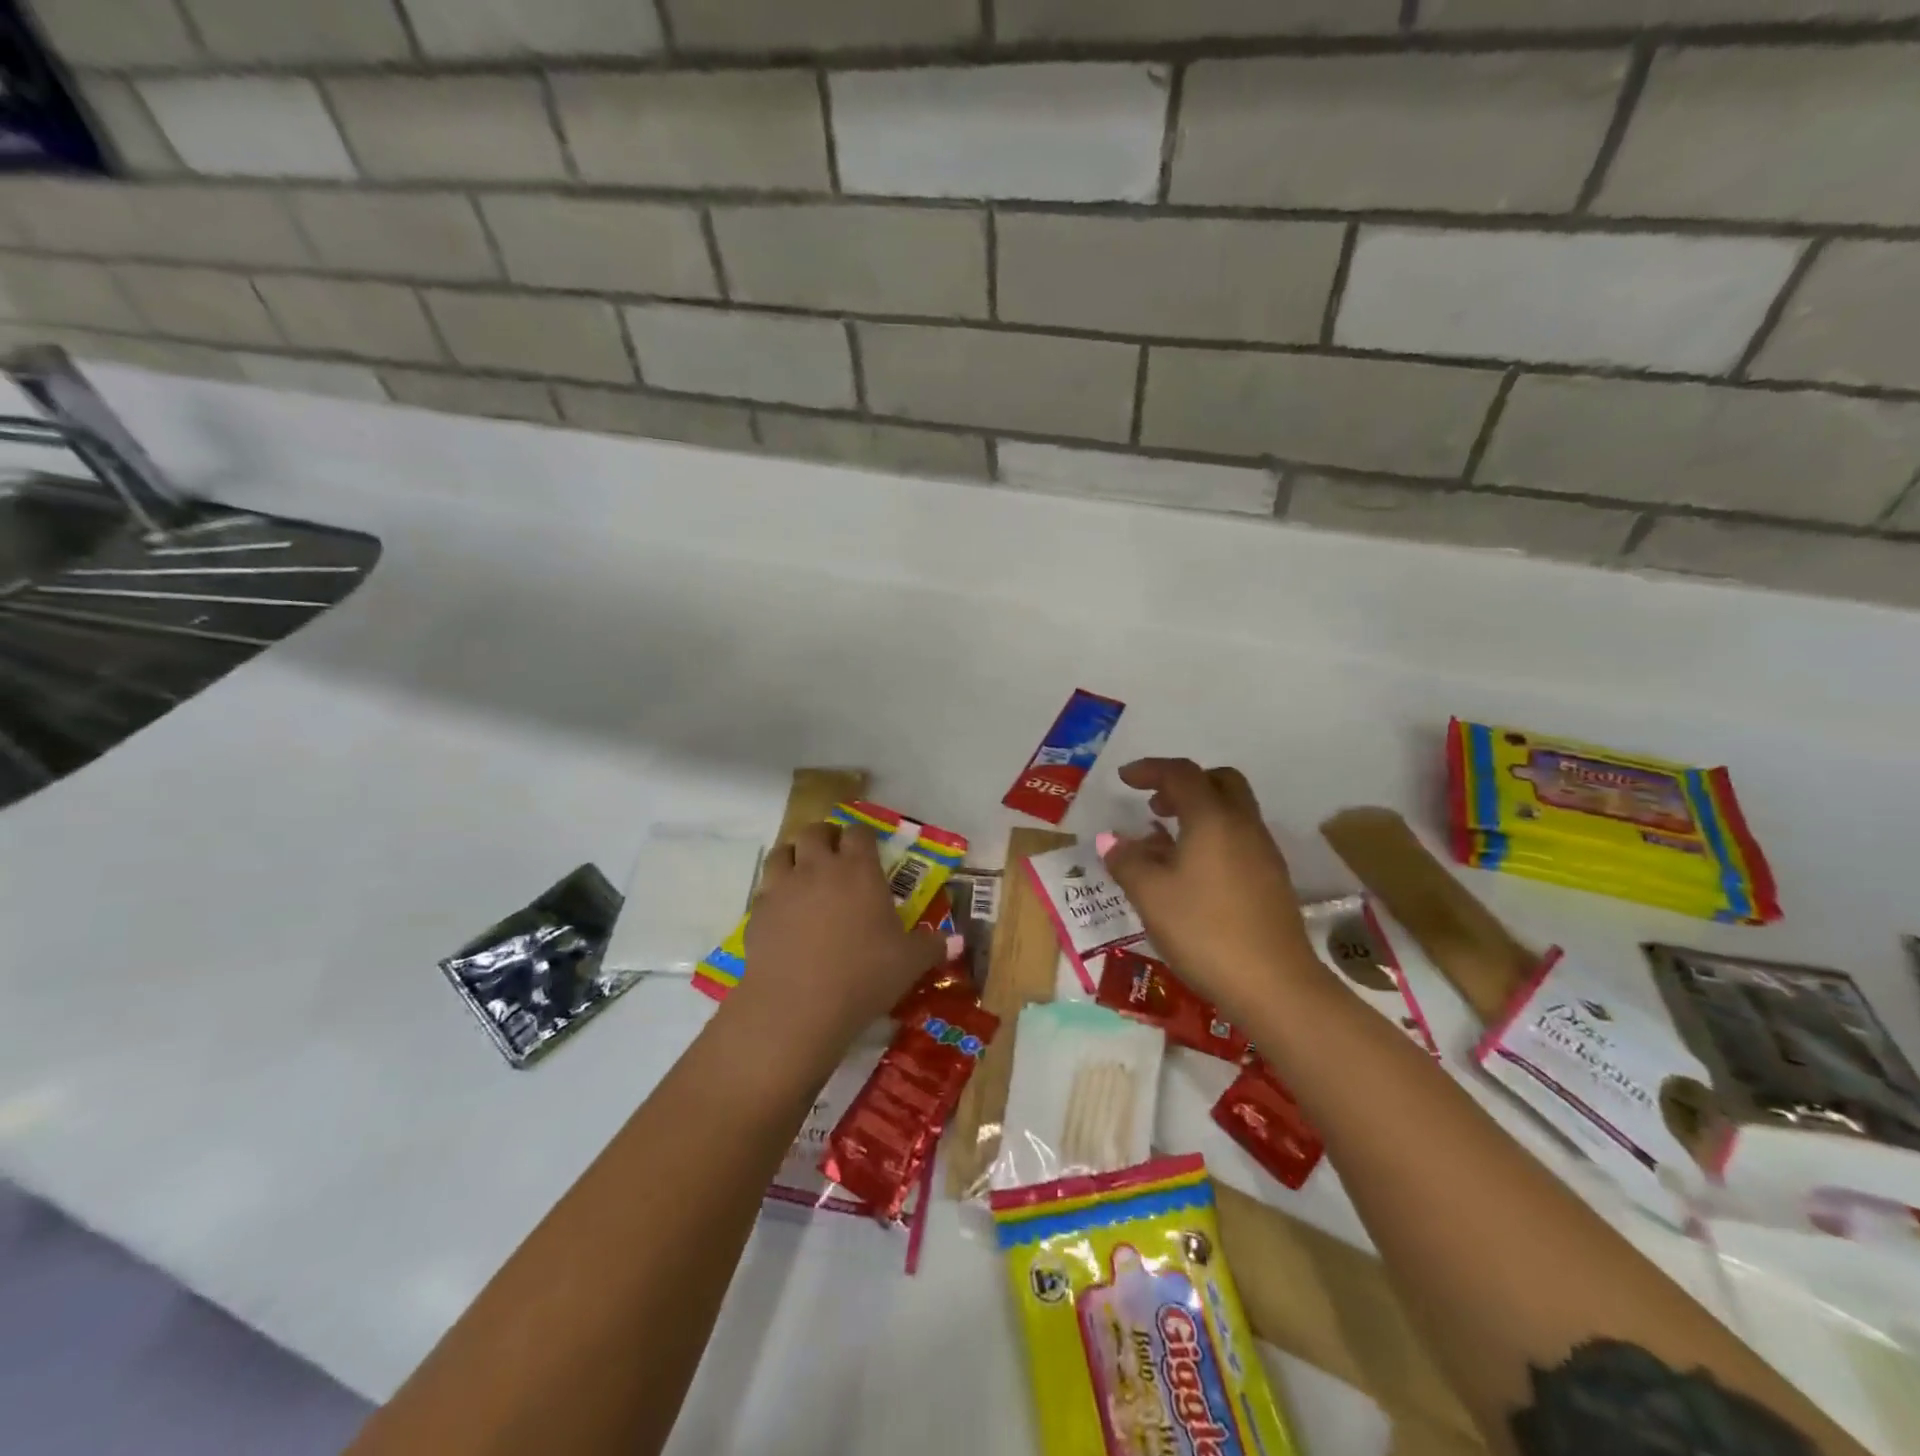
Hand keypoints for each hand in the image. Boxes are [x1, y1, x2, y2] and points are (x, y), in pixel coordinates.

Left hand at [733, 821, 943, 1065]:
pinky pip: (765, 888)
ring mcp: (783, 887)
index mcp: (859, 870)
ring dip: (794, 856)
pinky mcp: (757, 912)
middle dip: (825, 836)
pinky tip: (784, 913)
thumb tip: (955, 942)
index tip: (867, 848)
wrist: (797, 1006)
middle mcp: (819, 867)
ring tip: (803, 874)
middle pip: (815, 831)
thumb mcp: (909, 963)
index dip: (862, 836)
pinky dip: (775, 892)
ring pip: (783, 851)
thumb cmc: (863, 976)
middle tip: (834, 855)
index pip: (859, 832)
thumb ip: (932, 947)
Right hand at [1102, 758, 1326, 1022]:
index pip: (1181, 774)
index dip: (1150, 769)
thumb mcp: (1150, 895)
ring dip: (1198, 812)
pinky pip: (1239, 838)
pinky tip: (1191, 873)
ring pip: (1232, 811)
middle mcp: (1243, 825)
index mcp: (1212, 818)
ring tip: (1165, 842)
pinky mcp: (1272, 880)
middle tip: (1154, 805)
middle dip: (1184, 784)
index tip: (1124, 778)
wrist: (1274, 986)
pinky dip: (1212, 837)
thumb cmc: (1204, 931)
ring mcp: (1264, 852)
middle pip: (1218, 782)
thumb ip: (1127, 861)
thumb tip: (1114, 841)